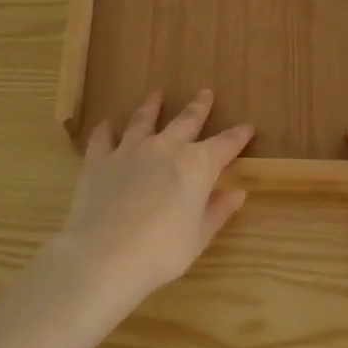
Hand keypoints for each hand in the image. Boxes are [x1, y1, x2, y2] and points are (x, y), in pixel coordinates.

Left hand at [52, 89, 254, 307]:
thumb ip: (218, 211)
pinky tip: (107, 124)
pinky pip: (103, 138)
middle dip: (198, 107)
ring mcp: (130, 150)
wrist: (104, 255)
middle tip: (205, 92)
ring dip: (152, 106)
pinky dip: (107, 129)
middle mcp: (166, 148)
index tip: (248, 127)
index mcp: (197, 165)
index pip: (225, 144)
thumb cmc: (162, 251)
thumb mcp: (199, 237)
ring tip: (156, 95)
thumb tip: (237, 193)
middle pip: (186, 121)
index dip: (238, 135)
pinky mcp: (99, 161)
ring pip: (144, 120)